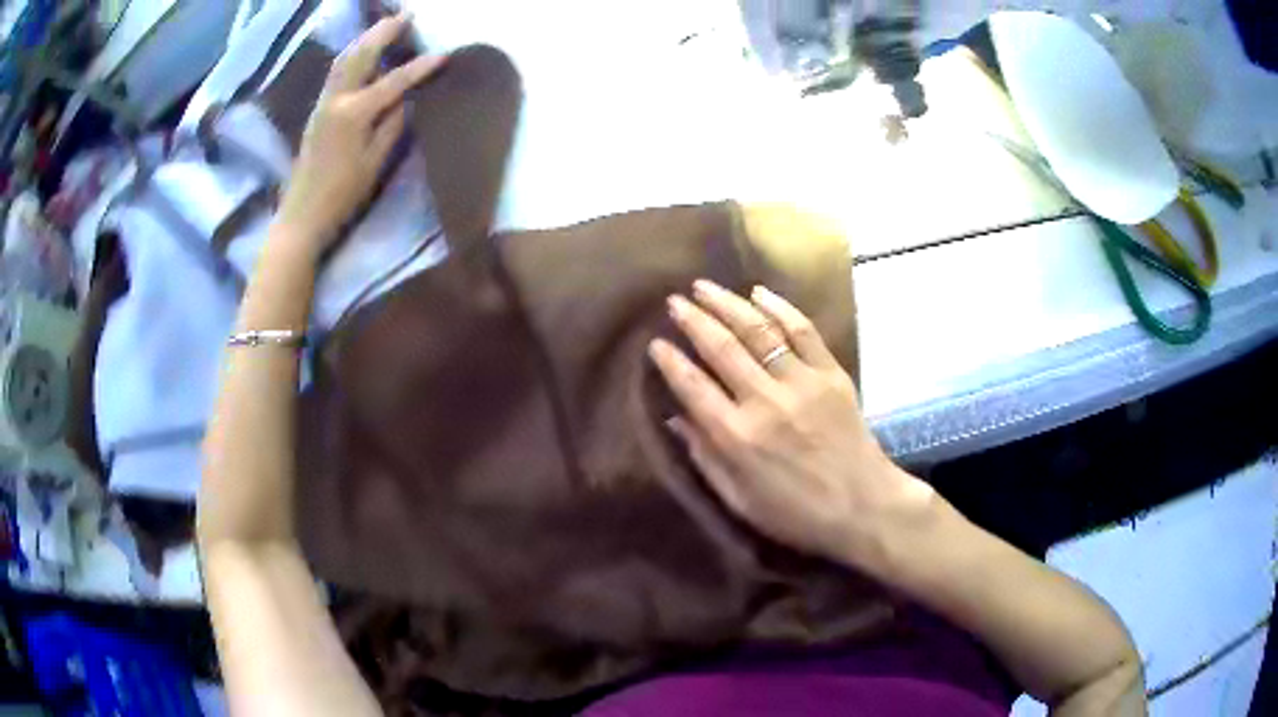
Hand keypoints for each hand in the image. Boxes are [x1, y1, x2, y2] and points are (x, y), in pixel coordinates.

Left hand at [276, 14, 443, 255]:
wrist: (301, 217)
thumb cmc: (341, 196)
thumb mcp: (375, 163)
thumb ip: (393, 125)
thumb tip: (408, 98)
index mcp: (353, 113)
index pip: (393, 81)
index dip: (420, 67)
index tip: (444, 54)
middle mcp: (335, 100)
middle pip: (361, 55)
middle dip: (384, 32)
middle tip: (407, 14)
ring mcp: (323, 104)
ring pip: (344, 59)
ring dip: (366, 39)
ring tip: (386, 25)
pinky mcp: (317, 111)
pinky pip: (336, 72)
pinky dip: (353, 55)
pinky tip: (363, 52)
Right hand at [648, 280, 934, 565]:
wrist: (864, 506)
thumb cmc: (797, 513)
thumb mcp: (740, 501)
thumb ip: (705, 458)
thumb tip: (675, 419)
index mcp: (737, 437)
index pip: (692, 387)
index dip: (670, 361)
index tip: (655, 343)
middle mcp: (765, 401)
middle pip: (721, 348)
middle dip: (693, 320)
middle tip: (674, 302)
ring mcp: (801, 382)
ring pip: (757, 330)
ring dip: (727, 304)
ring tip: (704, 287)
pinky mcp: (831, 373)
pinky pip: (802, 330)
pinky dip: (779, 307)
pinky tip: (758, 293)